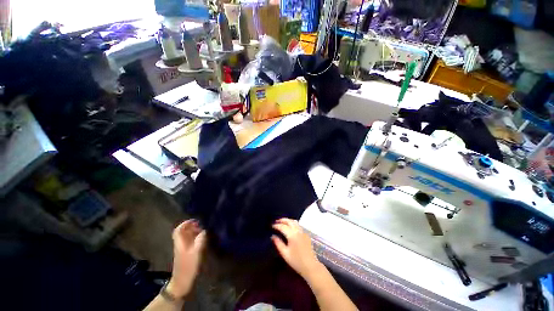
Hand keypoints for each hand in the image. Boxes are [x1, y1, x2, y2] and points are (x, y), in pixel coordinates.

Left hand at [166, 220, 205, 298]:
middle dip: (191, 227)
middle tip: (201, 226)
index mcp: (180, 243)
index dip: (186, 223)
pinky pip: (189, 242)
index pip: (178, 230)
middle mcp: (180, 244)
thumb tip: (204, 230)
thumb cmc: (188, 266)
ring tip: (203, 231)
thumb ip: (200, 240)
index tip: (195, 221)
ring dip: (193, 232)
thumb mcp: (196, 252)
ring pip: (186, 236)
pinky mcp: (185, 253)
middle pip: (183, 232)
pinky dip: (195, 238)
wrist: (182, 282)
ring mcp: (182, 249)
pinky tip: (202, 240)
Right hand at [271, 218, 321, 277]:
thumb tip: (273, 236)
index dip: (277, 225)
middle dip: (282, 220)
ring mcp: (303, 232)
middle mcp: (298, 231)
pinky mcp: (306, 234)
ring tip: (283, 222)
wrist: (310, 266)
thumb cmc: (296, 261)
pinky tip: (290, 228)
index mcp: (292, 235)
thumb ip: (278, 243)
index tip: (272, 226)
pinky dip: (293, 224)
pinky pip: (298, 225)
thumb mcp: (285, 253)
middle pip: (289, 221)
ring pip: (295, 222)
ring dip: (288, 220)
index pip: (283, 227)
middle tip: (277, 221)